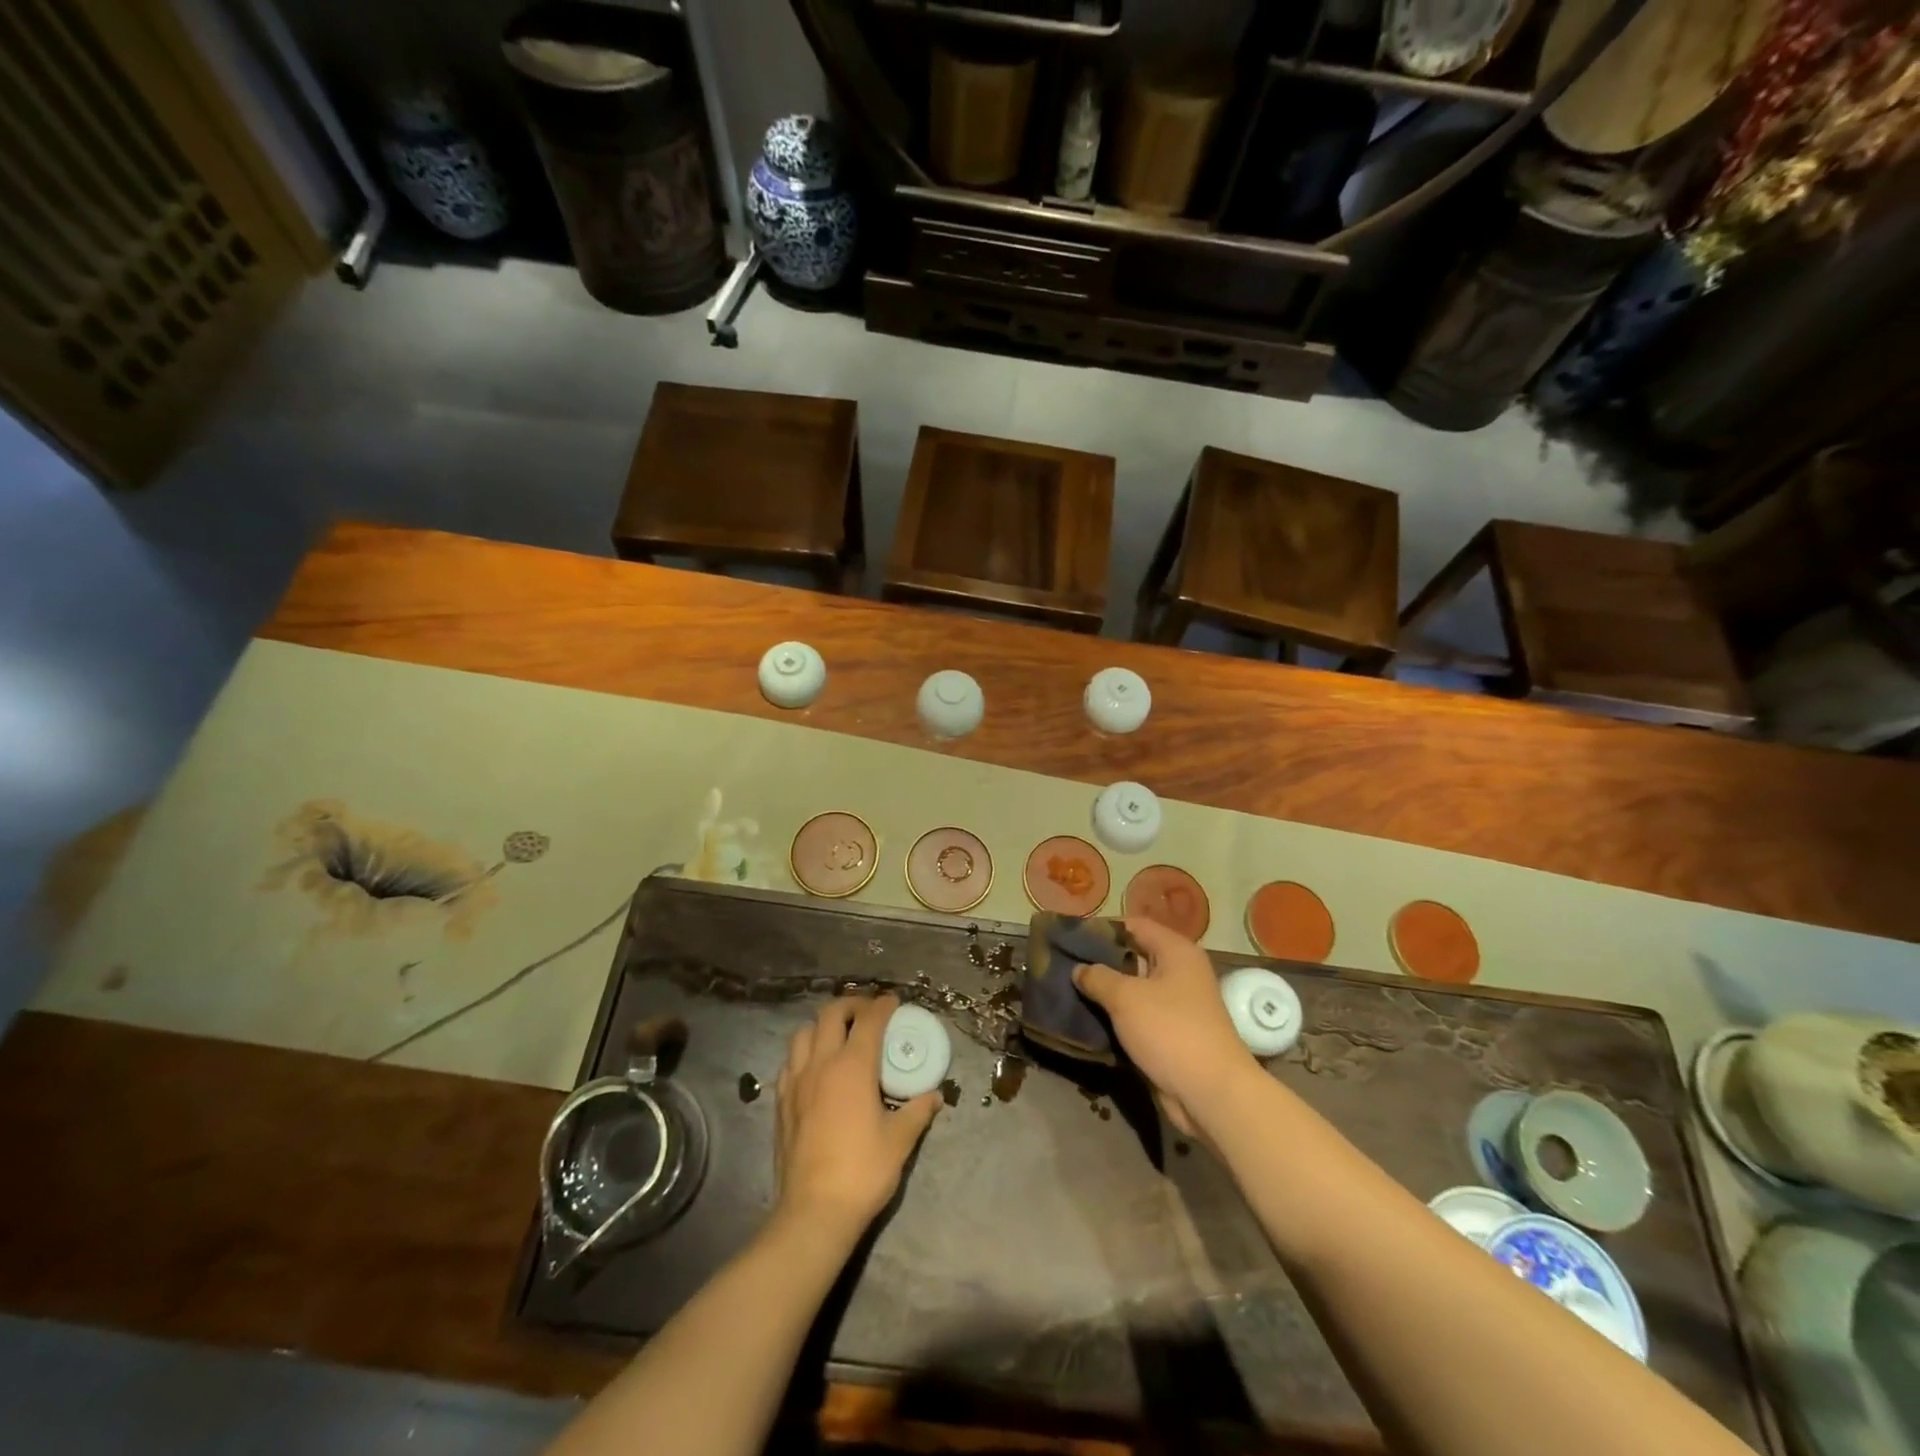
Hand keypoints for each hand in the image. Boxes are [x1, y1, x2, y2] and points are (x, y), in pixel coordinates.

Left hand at [774, 995, 940, 1239]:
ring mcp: (796, 1081)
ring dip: (823, 1025)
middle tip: (867, 1012)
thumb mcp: (900, 1141)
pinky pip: (790, 1061)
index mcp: (853, 1067)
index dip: (882, 1005)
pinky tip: (815, 1068)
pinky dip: (804, 1052)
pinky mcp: (780, 1101)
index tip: (893, 1001)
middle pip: (831, 1014)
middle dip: (851, 1004)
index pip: (869, 1020)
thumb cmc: (862, 1172)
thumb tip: (934, 1096)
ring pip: (803, 1033)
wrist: (813, 1212)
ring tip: (839, 1035)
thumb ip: (918, 1111)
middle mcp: (821, 1064)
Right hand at [1072, 917, 1256, 1137]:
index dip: (1101, 928)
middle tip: (1062, 964)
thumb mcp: (1126, 998)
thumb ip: (1097, 977)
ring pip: (1132, 989)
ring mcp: (1176, 1004)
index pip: (1133, 925)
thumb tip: (1078, 969)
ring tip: (1067, 989)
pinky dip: (1115, 1016)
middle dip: (1099, 961)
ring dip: (1105, 992)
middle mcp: (1179, 972)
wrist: (1211, 1094)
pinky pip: (1137, 1016)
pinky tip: (1086, 1018)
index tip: (1070, 936)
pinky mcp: (1170, 1034)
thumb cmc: (1170, 1031)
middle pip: (1132, 956)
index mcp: (1176, 951)